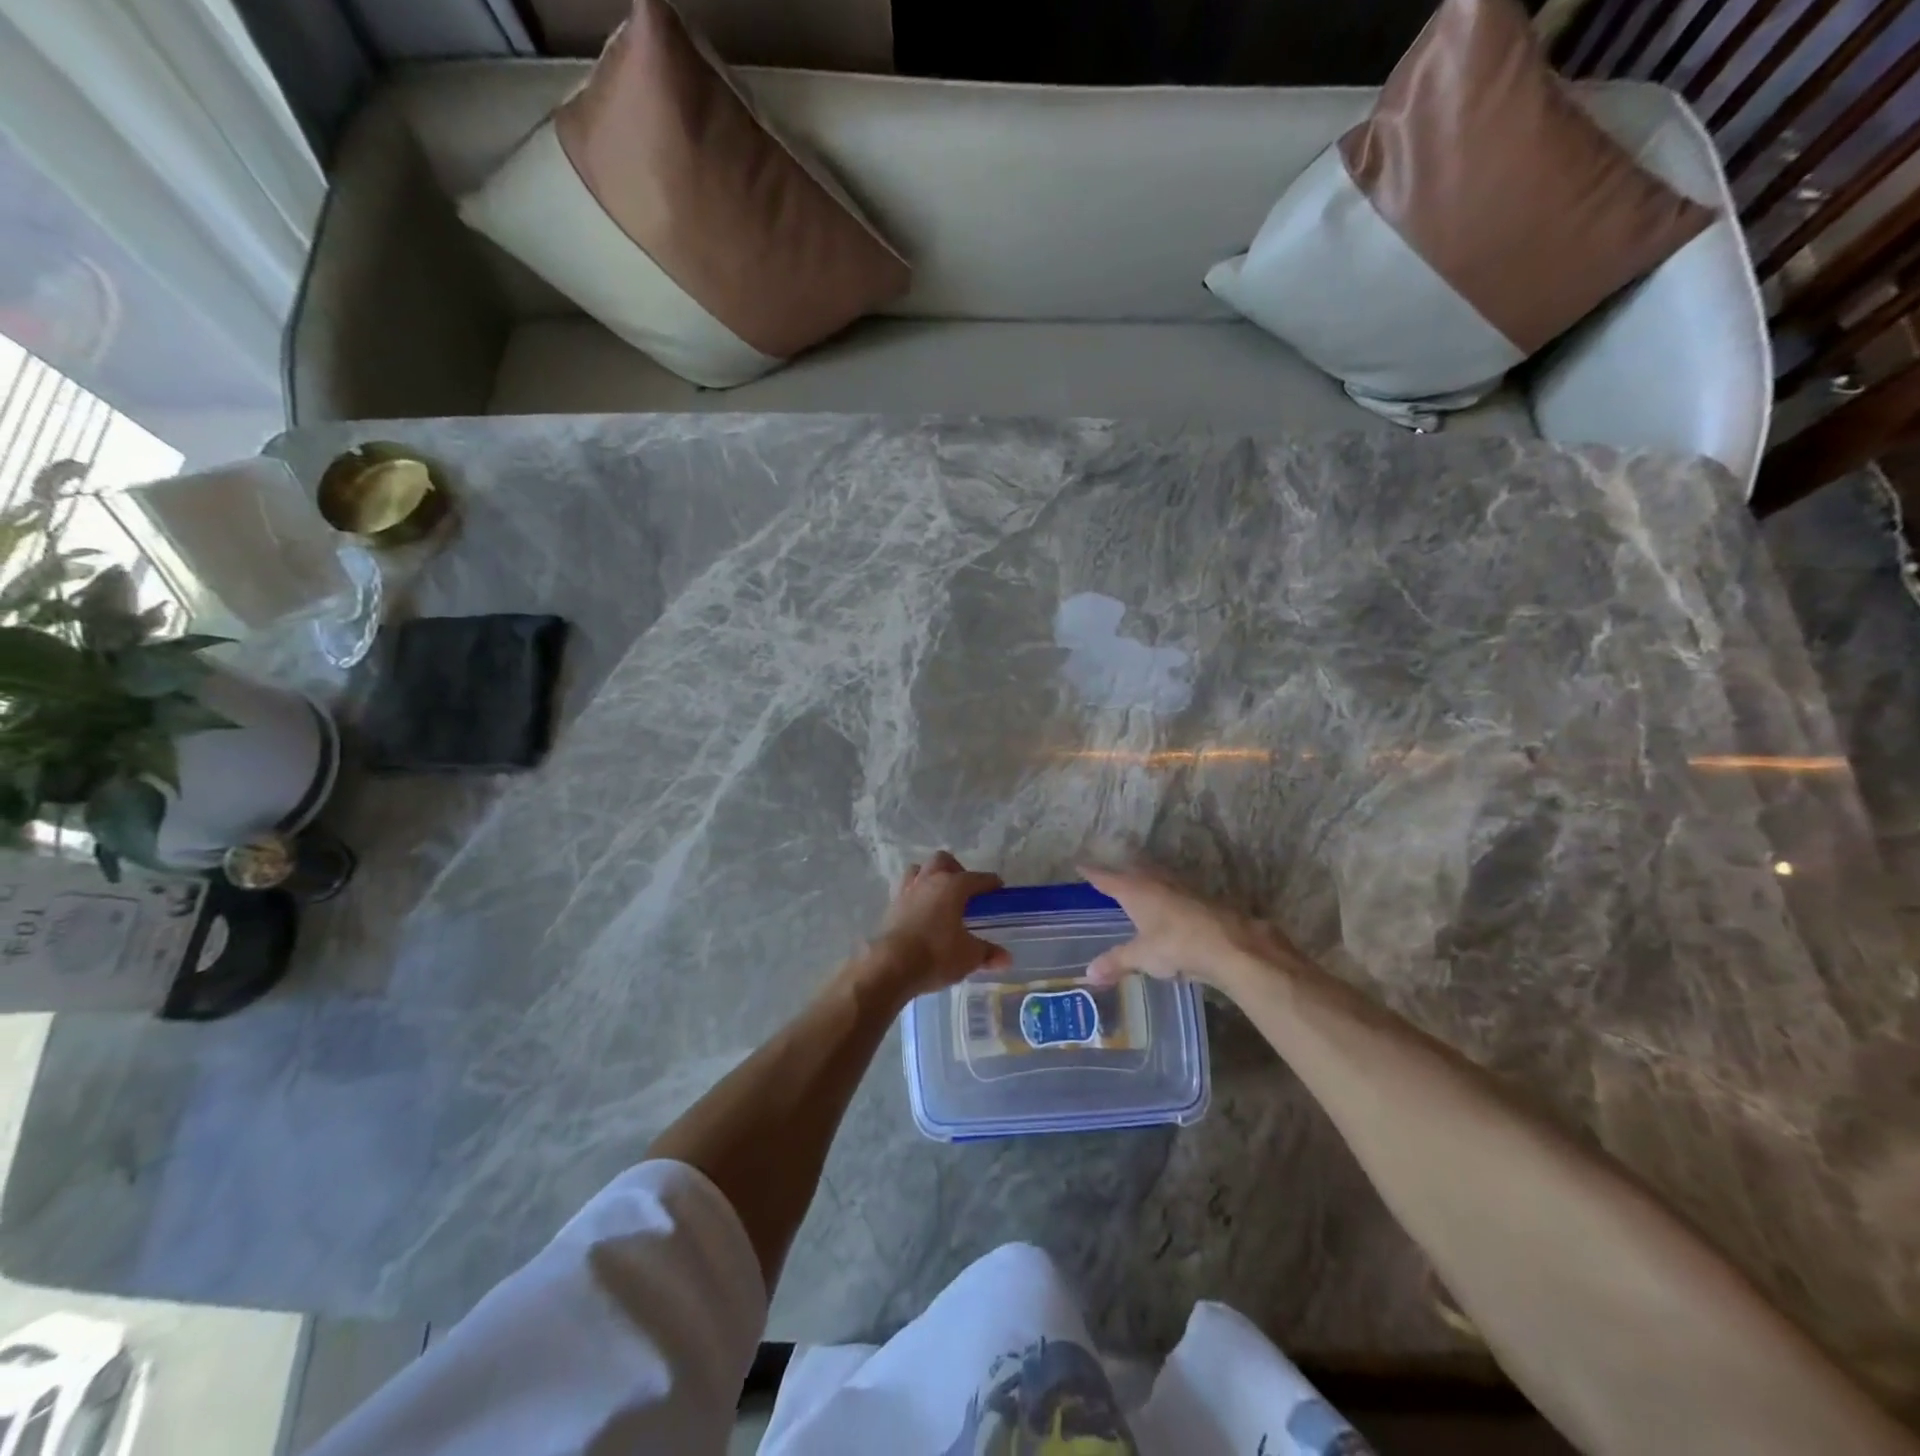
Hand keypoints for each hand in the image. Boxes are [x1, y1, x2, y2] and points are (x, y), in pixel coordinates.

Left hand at [866, 852, 1011, 999]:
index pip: (977, 878)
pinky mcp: (891, 906)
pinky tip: (921, 912)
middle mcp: (929, 881)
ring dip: (930, 877)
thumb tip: (1005, 958)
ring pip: (919, 870)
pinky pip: (905, 890)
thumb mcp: (969, 956)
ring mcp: (907, 891)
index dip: (991, 883)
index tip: (998, 888)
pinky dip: (915, 895)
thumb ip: (987, 953)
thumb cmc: (937, 954)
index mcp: (952, 885)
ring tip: (939, 896)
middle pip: (943, 861)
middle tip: (965, 890)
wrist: (891, 965)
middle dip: (957, 870)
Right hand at [1080, 863, 1306, 989]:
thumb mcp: (1141, 956)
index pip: (1107, 879)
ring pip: (1157, 879)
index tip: (1080, 865)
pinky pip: (1175, 892)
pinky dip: (1166, 895)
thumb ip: (1115, 962)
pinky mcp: (1201, 900)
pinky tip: (1169, 906)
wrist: (1229, 945)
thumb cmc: (1175, 945)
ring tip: (1138, 886)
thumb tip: (1088, 975)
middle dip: (1121, 872)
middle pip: (1134, 871)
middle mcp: (1156, 883)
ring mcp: (1181, 889)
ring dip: (1146, 880)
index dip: (1093, 873)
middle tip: (1110, 875)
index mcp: (1136, 891)